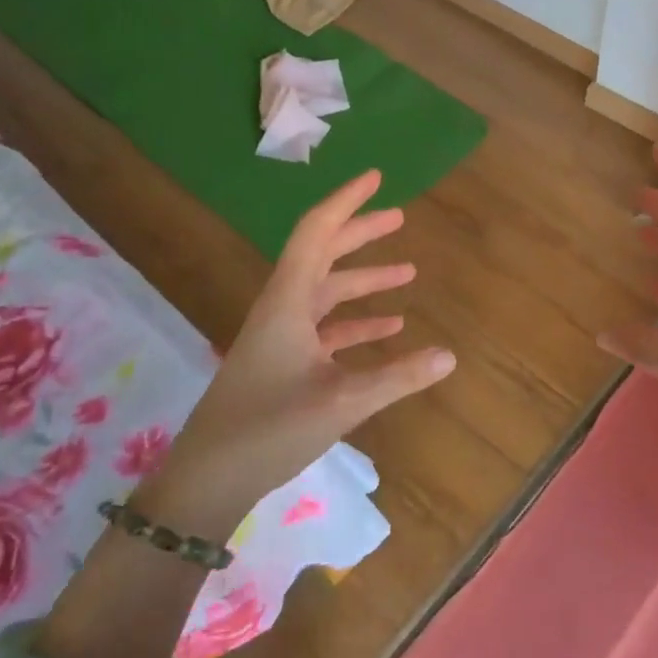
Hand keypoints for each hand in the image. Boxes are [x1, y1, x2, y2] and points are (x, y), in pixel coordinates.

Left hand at [135, 170, 454, 533]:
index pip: (318, 233)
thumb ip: (398, 376)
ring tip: (408, 273)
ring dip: (364, 280)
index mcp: (289, 302)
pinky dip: (356, 322)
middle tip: (400, 216)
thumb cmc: (269, 429)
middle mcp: (283, 308)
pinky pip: (325, 327)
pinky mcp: (283, 362)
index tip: (376, 177)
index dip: (347, 202)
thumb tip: (450, 355)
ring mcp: (281, 336)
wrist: (207, 480)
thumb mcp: (342, 402)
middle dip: (361, 233)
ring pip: (327, 292)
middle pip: (323, 255)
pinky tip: (389, 328)